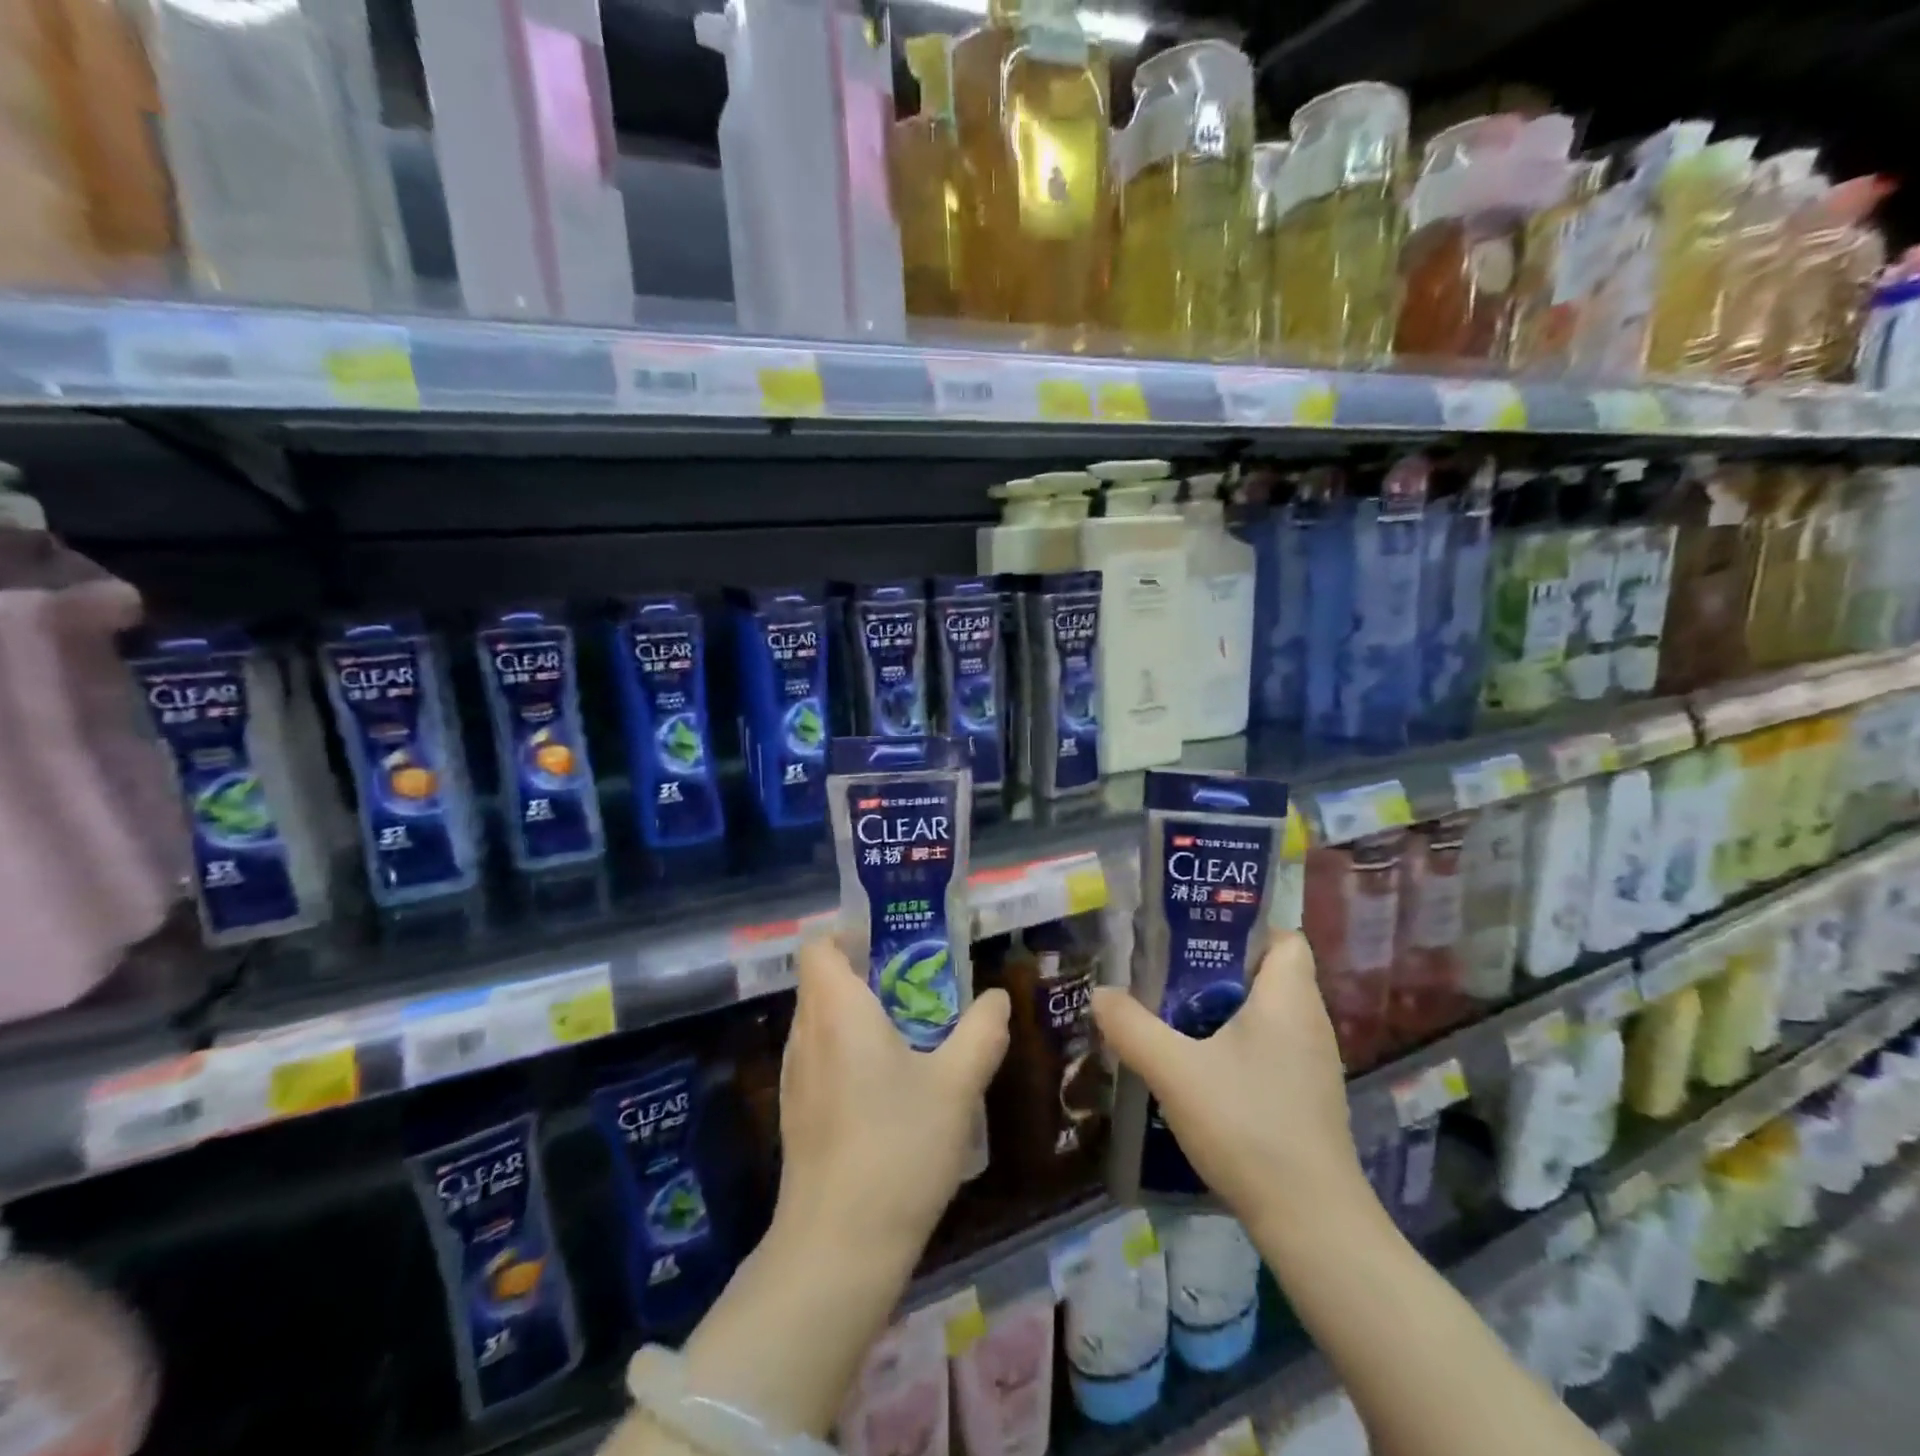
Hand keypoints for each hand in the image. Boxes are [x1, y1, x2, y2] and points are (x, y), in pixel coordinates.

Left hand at [774, 939, 1010, 1270]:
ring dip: (859, 1016)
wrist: (838, 1249)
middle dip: (867, 974)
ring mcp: (794, 1078)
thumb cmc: (898, 1148)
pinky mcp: (796, 1115)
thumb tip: (997, 998)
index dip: (848, 935)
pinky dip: (848, 1053)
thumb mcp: (957, 1085)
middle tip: (918, 985)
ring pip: (821, 1022)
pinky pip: (820, 1059)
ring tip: (910, 1033)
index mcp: (836, 1010)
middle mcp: (805, 1034)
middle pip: (822, 981)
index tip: (892, 944)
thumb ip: (981, 1032)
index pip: (818, 946)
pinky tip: (888, 1088)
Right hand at [1091, 931, 1365, 1228]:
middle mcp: (1310, 1022)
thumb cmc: (1248, 1125)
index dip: (1243, 929)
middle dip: (1217, 969)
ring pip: (1267, 1014)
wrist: (1311, 1222)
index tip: (1194, 938)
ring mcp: (1312, 1063)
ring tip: (1173, 1016)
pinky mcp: (1306, 1097)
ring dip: (1224, 1010)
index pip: (1282, 937)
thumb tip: (1100, 994)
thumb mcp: (1174, 1071)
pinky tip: (1200, 1069)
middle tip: (1167, 974)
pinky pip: (1269, 1048)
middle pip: (1267, 973)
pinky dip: (1237, 1046)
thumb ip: (1131, 1027)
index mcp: (1289, 998)